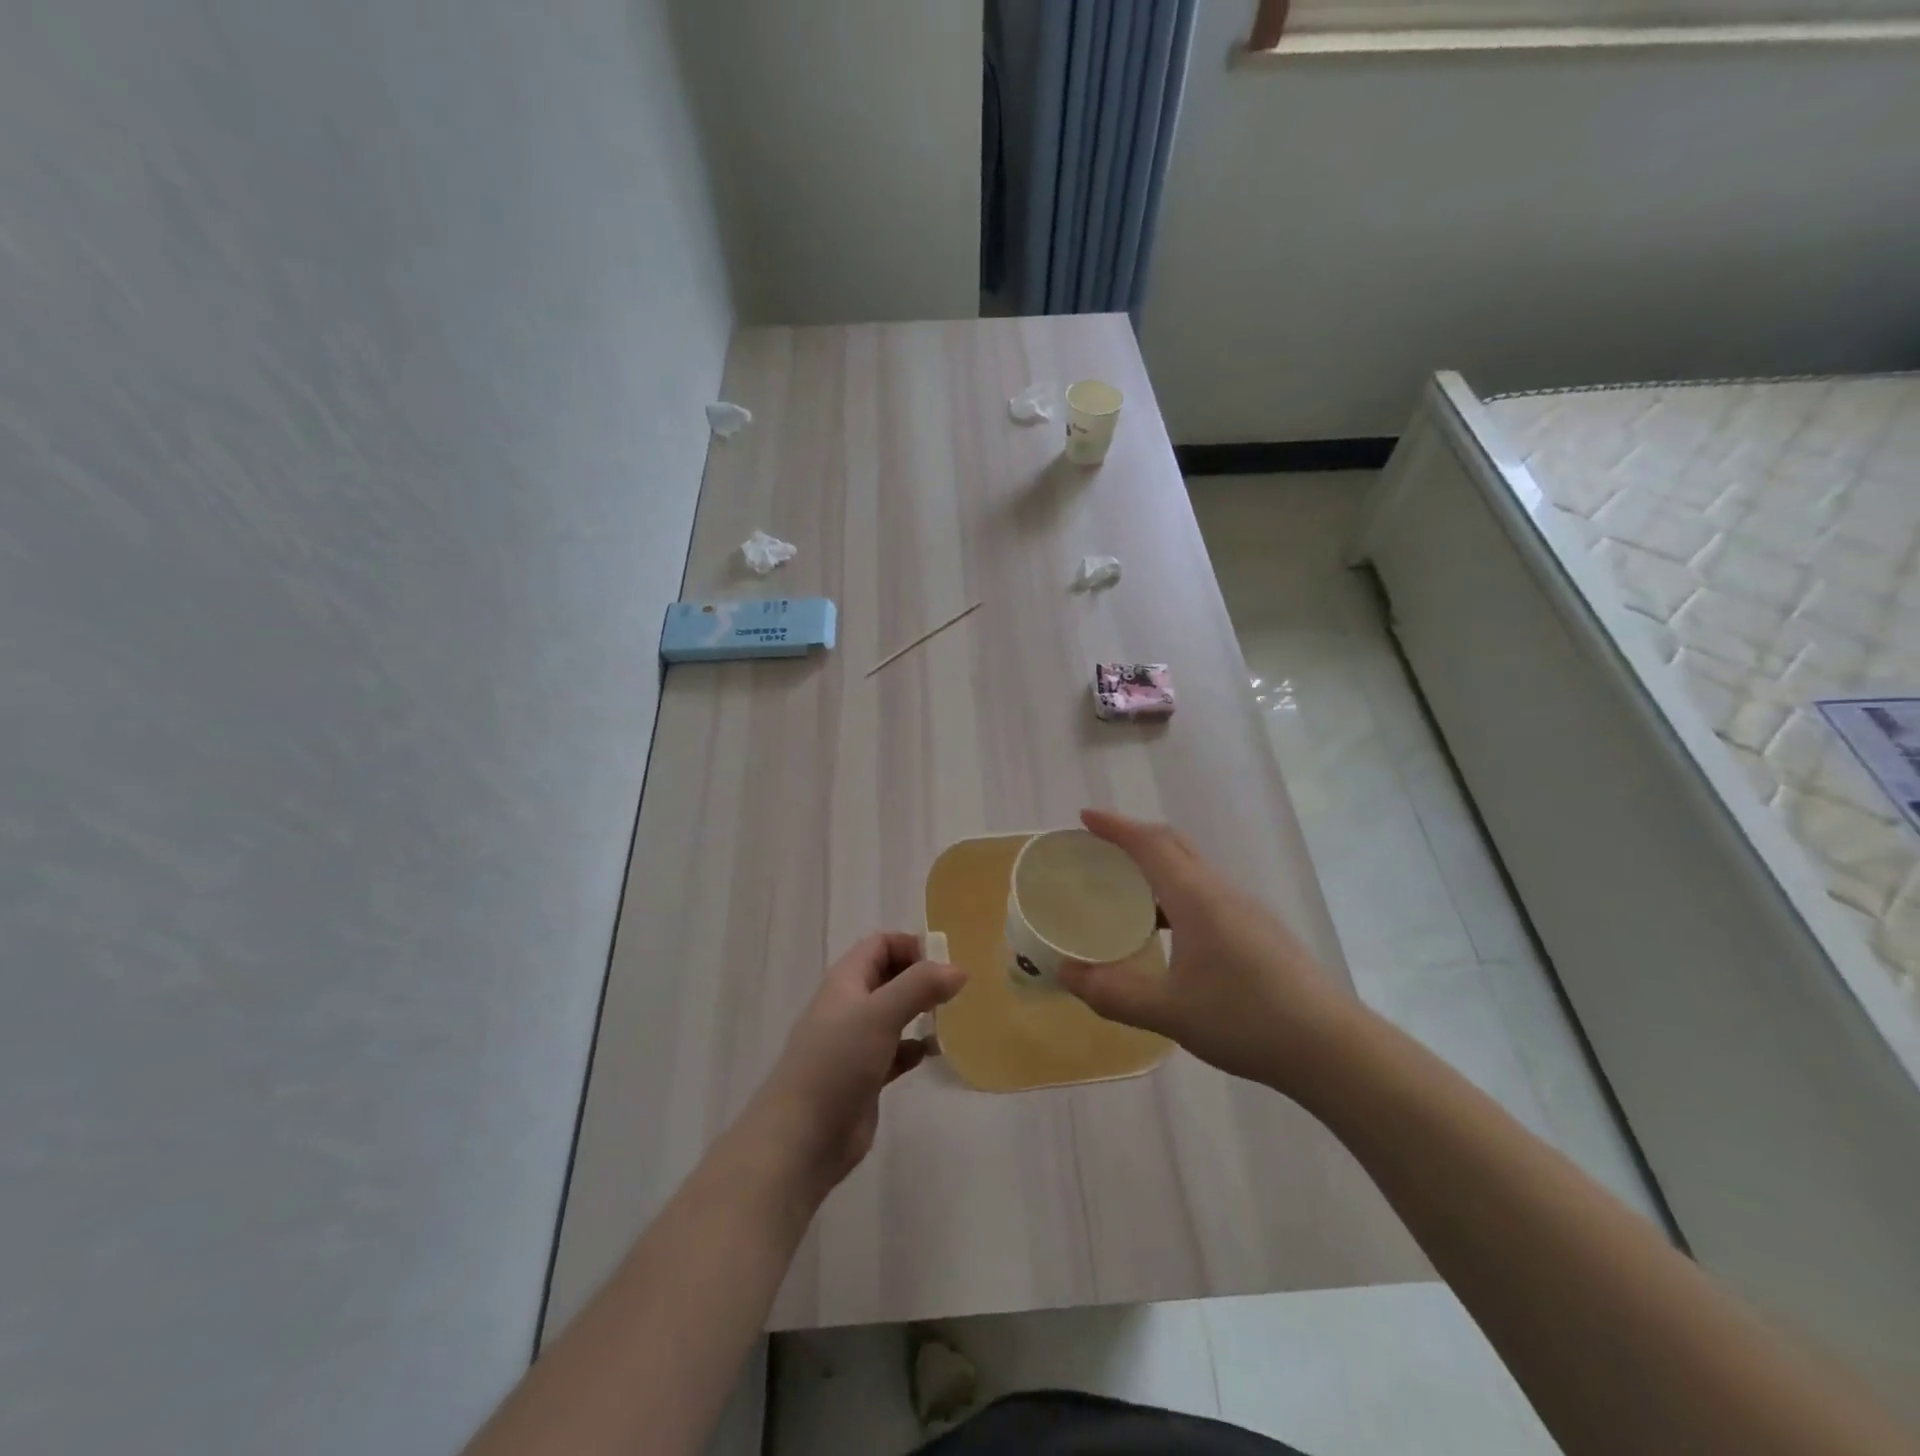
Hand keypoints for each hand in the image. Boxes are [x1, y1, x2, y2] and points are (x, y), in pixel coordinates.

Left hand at [749, 933, 964, 1203]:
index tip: (945, 961)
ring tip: (953, 1017)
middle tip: (956, 988)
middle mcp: (850, 1005)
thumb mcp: (880, 1014)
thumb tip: (958, 969)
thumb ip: (920, 986)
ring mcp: (856, 1042)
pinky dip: (915, 1048)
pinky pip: (896, 1051)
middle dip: (921, 977)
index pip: (880, 945)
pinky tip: (934, 1054)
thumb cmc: (837, 1062)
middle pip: (889, 976)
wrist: (802, 1137)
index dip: (911, 945)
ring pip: (894, 1014)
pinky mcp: (865, 1076)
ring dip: (921, 1012)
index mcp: (846, 980)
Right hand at [1057, 810, 1354, 1097]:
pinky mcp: (1259, 930)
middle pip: (1174, 845)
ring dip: (1157, 866)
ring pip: (1193, 869)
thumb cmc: (1246, 1019)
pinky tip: (1168, 930)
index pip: (1151, 843)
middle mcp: (1221, 891)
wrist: (1331, 1047)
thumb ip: (1112, 993)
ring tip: (1125, 890)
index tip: (1085, 818)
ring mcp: (1245, 909)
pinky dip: (1176, 892)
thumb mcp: (1169, 1011)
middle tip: (1099, 849)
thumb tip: (1065, 974)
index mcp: (1197, 897)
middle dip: (1134, 838)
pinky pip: (1206, 892)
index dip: (1116, 826)